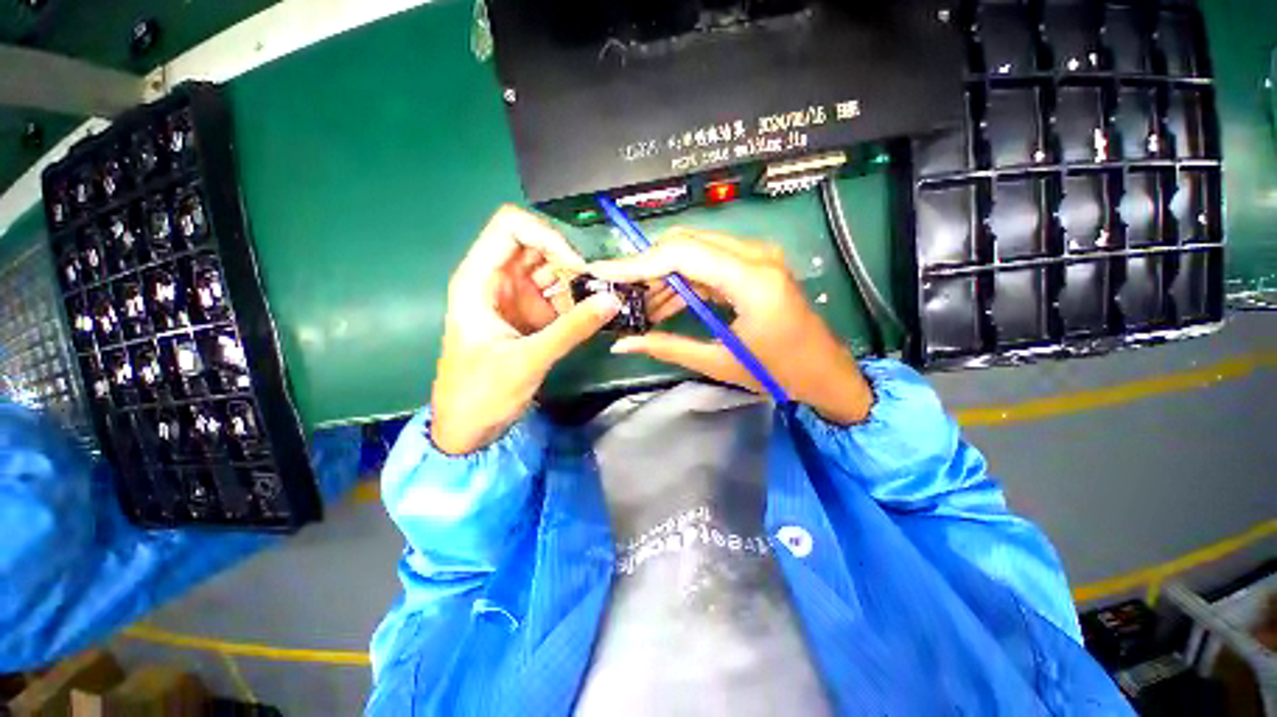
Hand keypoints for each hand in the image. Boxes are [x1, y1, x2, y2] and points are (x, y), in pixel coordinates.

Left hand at [431, 206, 621, 454]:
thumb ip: (572, 328)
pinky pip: (556, 296)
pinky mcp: (529, 315)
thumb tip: (613, 300)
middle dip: (568, 262)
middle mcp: (497, 281)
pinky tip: (588, 318)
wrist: (469, 428)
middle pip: (536, 247)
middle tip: (595, 288)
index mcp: (479, 280)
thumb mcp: (528, 359)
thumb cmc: (482, 393)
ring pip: (550, 271)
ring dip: (575, 284)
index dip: (546, 237)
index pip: (510, 227)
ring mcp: (515, 298)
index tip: (576, 266)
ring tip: (597, 305)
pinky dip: (574, 302)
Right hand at [588, 228, 872, 424]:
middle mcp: (756, 256)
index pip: (682, 255)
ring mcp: (757, 256)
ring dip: (663, 275)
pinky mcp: (754, 265)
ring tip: (640, 306)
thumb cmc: (779, 373)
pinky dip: (682, 281)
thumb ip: (667, 348)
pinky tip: (665, 303)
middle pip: (685, 243)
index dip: (638, 263)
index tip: (603, 272)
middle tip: (621, 293)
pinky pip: (707, 263)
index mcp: (752, 281)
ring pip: (694, 251)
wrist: (825, 372)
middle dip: (647, 267)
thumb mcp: (718, 363)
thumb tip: (622, 344)